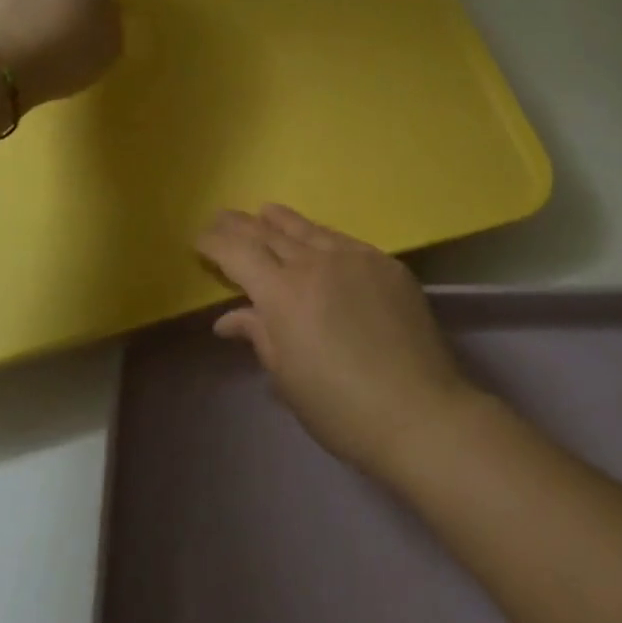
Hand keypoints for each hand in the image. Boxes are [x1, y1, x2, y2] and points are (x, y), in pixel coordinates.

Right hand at [195, 205, 480, 479]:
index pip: (239, 253)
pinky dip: (320, 237)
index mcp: (283, 294)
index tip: (201, 239)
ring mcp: (355, 257)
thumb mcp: (288, 378)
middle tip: (222, 217)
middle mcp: (315, 263)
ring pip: (308, 229)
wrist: (420, 411)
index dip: (216, 243)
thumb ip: (259, 336)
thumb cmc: (342, 409)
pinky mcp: (386, 263)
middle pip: (269, 234)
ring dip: (281, 220)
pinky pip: (343, 241)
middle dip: (241, 225)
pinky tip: (316, 238)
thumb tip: (228, 318)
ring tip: (265, 211)